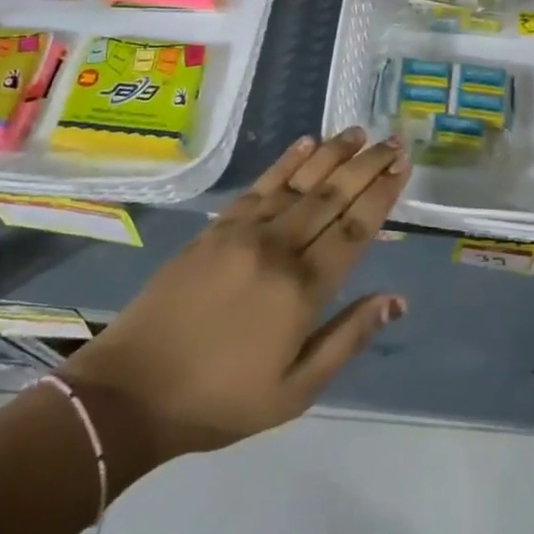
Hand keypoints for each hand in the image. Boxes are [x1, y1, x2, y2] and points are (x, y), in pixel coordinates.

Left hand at [59, 129, 409, 474]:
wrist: (131, 391)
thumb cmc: (220, 401)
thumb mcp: (294, 392)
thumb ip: (347, 339)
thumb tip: (396, 300)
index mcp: (302, 291)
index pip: (354, 230)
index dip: (381, 195)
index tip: (402, 167)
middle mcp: (278, 248)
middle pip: (332, 196)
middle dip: (367, 166)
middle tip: (394, 141)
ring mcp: (243, 232)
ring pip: (299, 182)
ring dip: (332, 154)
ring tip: (358, 132)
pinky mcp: (216, 227)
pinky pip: (259, 185)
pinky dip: (285, 162)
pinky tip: (305, 144)